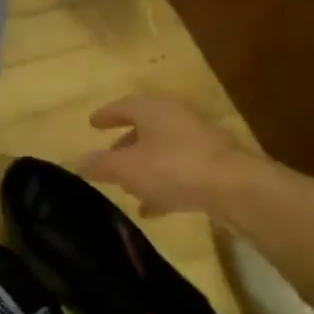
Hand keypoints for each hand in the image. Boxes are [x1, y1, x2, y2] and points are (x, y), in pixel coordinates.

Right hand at [79, 94, 254, 216]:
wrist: (235, 188)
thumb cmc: (174, 168)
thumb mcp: (127, 169)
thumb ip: (101, 165)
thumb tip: (78, 162)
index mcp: (154, 110)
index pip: (124, 105)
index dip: (107, 115)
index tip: (93, 123)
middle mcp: (177, 118)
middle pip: (146, 127)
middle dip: (125, 144)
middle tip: (109, 158)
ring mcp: (199, 141)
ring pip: (163, 150)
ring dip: (144, 167)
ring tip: (128, 188)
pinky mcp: (214, 165)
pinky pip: (181, 171)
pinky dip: (164, 184)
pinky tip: (154, 208)